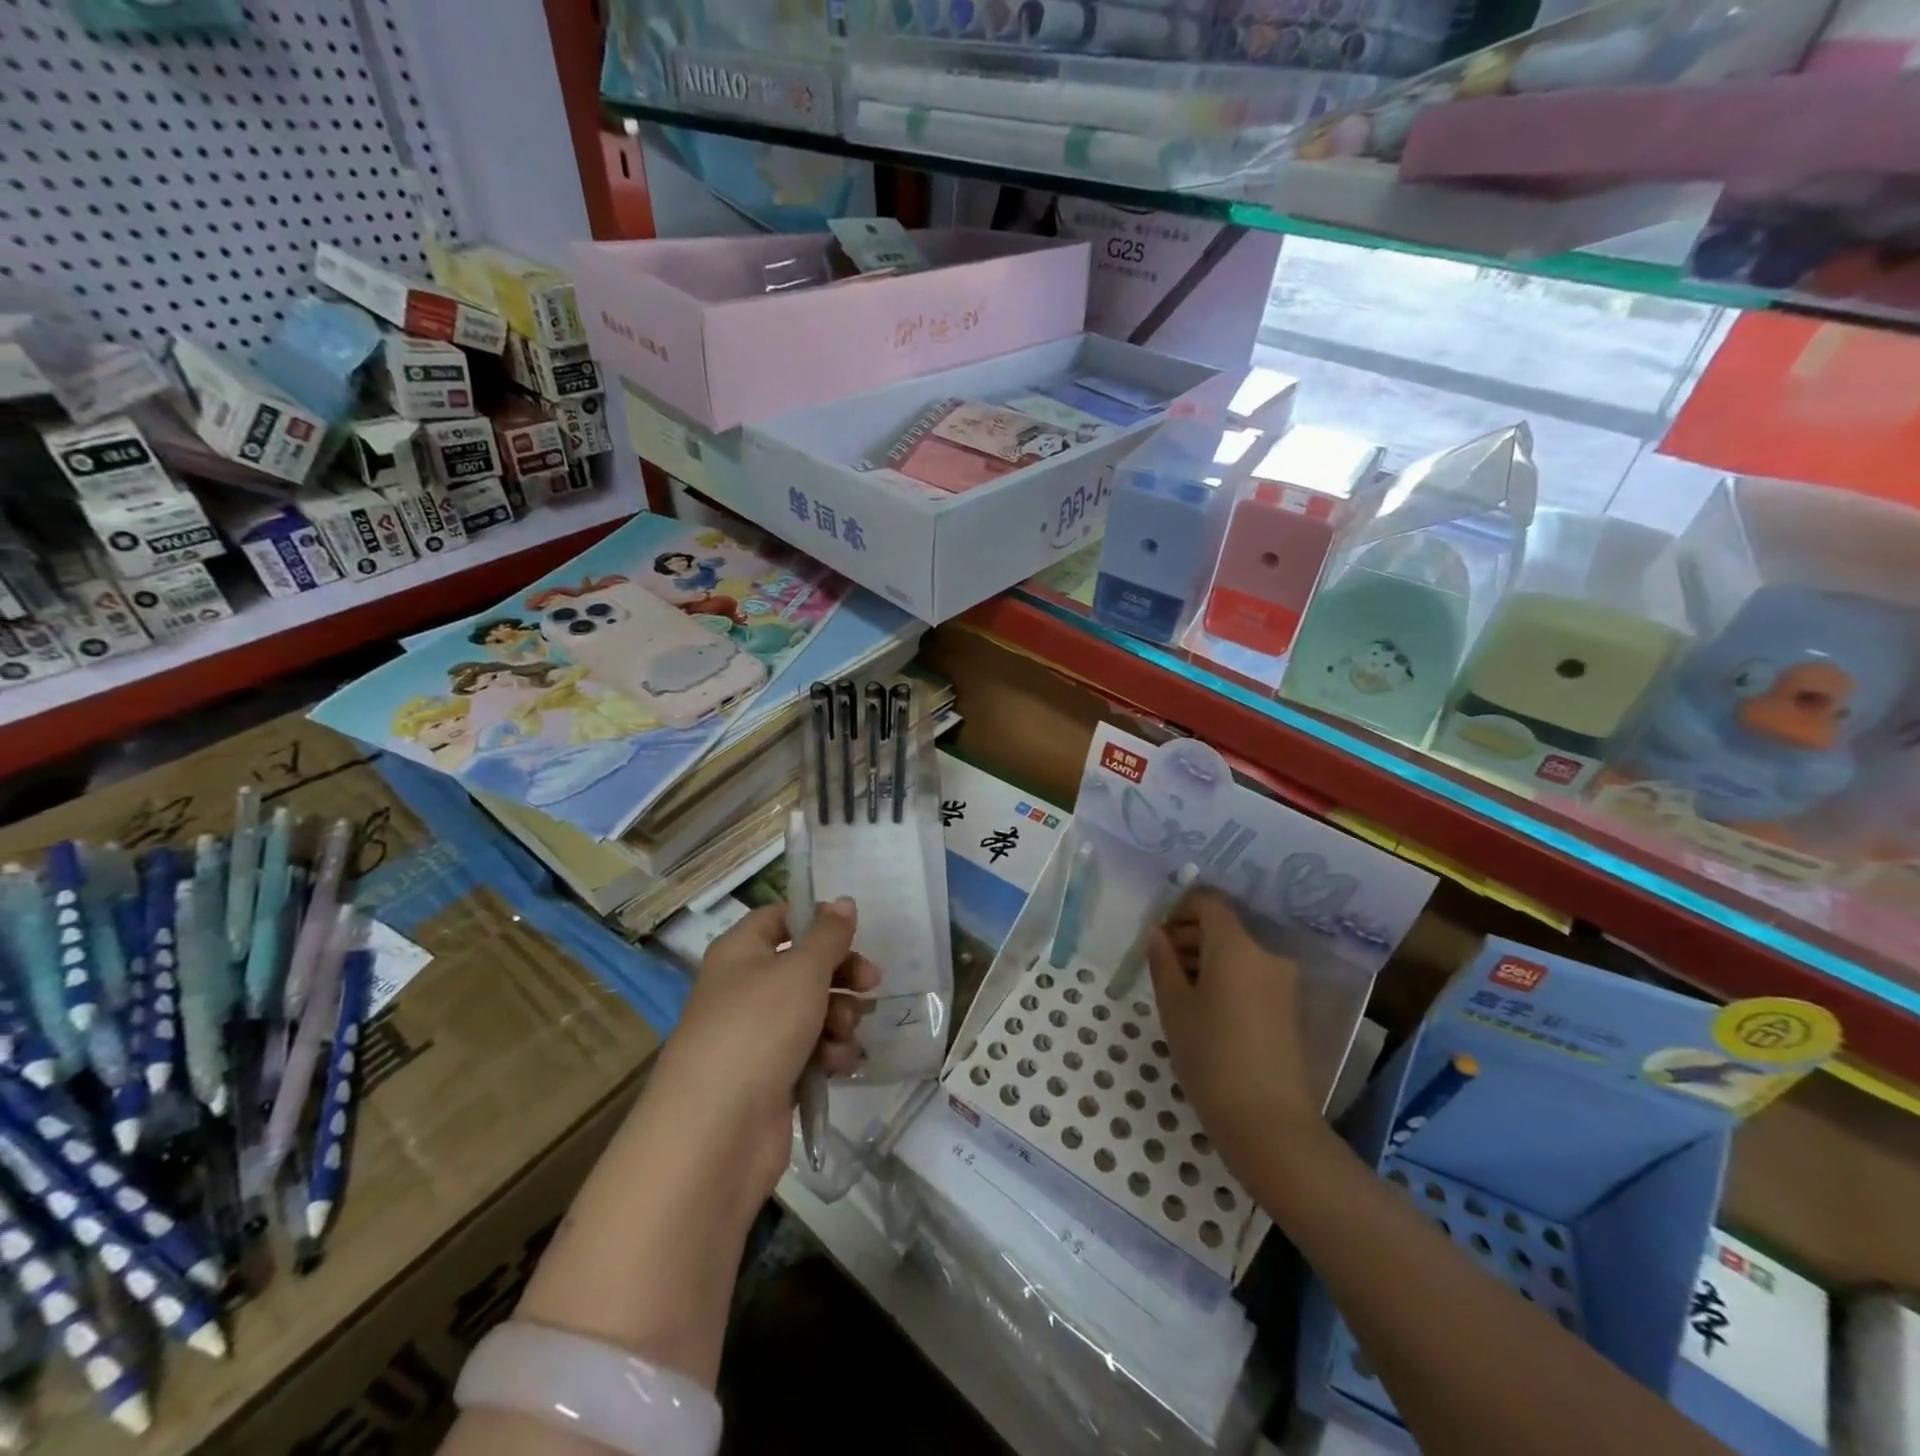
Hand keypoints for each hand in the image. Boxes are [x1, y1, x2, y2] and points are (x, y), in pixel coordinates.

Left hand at [652, 898, 878, 1198]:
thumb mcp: (801, 970)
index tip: (853, 932)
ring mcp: (756, 1035)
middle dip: (842, 974)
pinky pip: (810, 1050)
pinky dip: (829, 1053)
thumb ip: (829, 935)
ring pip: (812, 1009)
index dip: (816, 921)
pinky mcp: (771, 1077)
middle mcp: (744, 988)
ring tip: (844, 1033)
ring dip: (839, 1017)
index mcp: (740, 952)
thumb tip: (843, 902)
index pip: (779, 918)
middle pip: (804, 966)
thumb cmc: (758, 1029)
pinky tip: (840, 1064)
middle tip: (872, 983)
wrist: (716, 1132)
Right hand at [1146, 888, 1315, 1181]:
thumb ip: (1163, 961)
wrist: (1269, 1124)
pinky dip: (1228, 979)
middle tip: (1160, 963)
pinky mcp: (1291, 1008)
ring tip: (1179, 991)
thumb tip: (1157, 933)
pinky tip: (1206, 1010)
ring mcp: (1284, 983)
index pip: (1210, 903)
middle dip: (1190, 936)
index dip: (1181, 908)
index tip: (1158, 934)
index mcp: (1237, 947)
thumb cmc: (1211, 1057)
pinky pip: (1253, 976)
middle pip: (1224, 928)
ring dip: (1207, 959)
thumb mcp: (1174, 1007)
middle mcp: (1267, 955)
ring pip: (1239, 953)